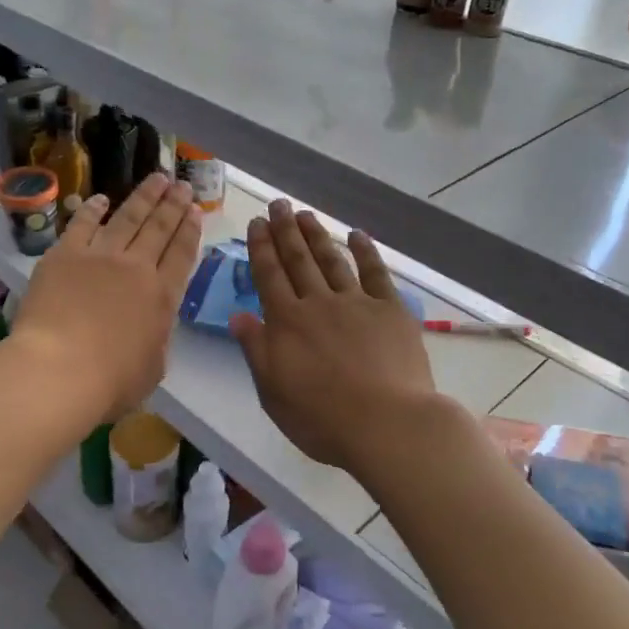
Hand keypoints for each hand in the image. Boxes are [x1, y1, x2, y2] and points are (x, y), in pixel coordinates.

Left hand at [12, 173, 201, 423]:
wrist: (59, 371)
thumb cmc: (111, 382)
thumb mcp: (154, 367)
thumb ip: (158, 339)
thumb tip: (153, 325)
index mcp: (162, 297)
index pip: (182, 254)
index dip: (190, 230)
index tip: (196, 210)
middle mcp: (136, 268)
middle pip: (159, 228)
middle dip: (173, 204)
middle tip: (182, 184)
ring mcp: (99, 257)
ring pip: (128, 217)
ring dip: (145, 196)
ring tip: (157, 178)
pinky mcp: (64, 255)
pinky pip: (82, 224)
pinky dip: (93, 209)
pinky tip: (101, 199)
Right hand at [230, 200, 437, 474]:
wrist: (386, 423)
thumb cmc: (322, 418)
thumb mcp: (273, 392)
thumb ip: (256, 350)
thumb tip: (238, 316)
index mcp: (287, 323)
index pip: (269, 276)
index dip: (262, 248)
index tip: (257, 223)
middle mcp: (319, 304)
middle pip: (298, 260)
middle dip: (286, 231)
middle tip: (279, 204)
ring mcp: (357, 303)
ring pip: (332, 261)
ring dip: (318, 236)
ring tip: (306, 214)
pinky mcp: (390, 310)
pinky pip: (375, 273)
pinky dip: (365, 252)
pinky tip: (357, 235)